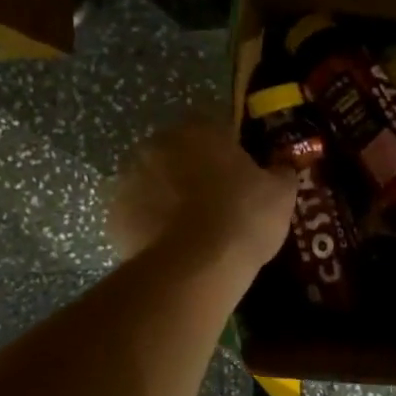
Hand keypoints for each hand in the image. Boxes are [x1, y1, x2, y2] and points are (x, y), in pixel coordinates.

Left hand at [110, 121, 297, 275]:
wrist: (194, 267)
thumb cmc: (243, 218)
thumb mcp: (281, 194)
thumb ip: (281, 171)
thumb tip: (281, 165)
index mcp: (199, 129)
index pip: (214, 128)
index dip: (228, 151)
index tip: (239, 175)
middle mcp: (158, 143)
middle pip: (178, 152)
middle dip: (192, 171)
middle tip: (216, 202)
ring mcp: (130, 177)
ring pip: (154, 181)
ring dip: (168, 196)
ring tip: (192, 229)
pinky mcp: (114, 213)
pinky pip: (137, 213)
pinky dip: (150, 224)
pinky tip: (171, 246)